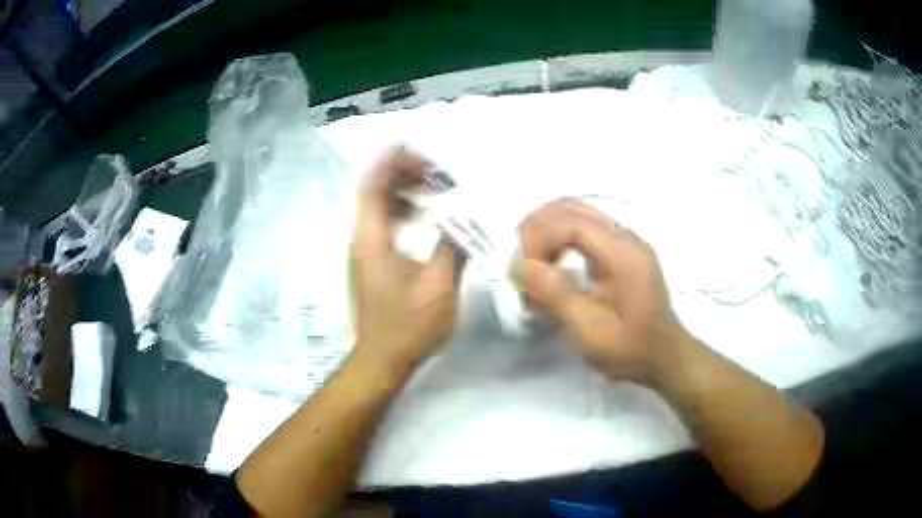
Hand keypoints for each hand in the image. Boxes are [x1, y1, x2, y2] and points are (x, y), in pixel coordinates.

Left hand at [350, 147, 461, 375]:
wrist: (381, 359)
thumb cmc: (408, 325)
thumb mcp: (438, 285)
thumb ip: (451, 246)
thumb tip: (464, 218)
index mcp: (372, 238)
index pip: (373, 186)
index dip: (391, 162)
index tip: (414, 146)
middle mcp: (362, 238)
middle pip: (374, 191)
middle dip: (402, 173)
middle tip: (435, 170)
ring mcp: (364, 251)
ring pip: (378, 207)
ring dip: (403, 191)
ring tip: (433, 188)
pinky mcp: (371, 262)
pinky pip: (383, 224)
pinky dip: (402, 212)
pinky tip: (424, 218)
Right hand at [517, 198, 687, 382]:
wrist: (665, 357)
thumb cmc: (630, 349)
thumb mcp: (591, 331)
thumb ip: (557, 295)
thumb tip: (521, 265)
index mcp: (623, 253)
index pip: (570, 220)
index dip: (538, 237)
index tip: (522, 270)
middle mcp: (626, 236)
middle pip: (571, 207)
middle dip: (538, 229)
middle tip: (521, 263)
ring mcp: (626, 240)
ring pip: (577, 213)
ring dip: (547, 233)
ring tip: (533, 265)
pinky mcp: (622, 249)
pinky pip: (585, 228)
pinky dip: (560, 239)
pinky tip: (554, 265)